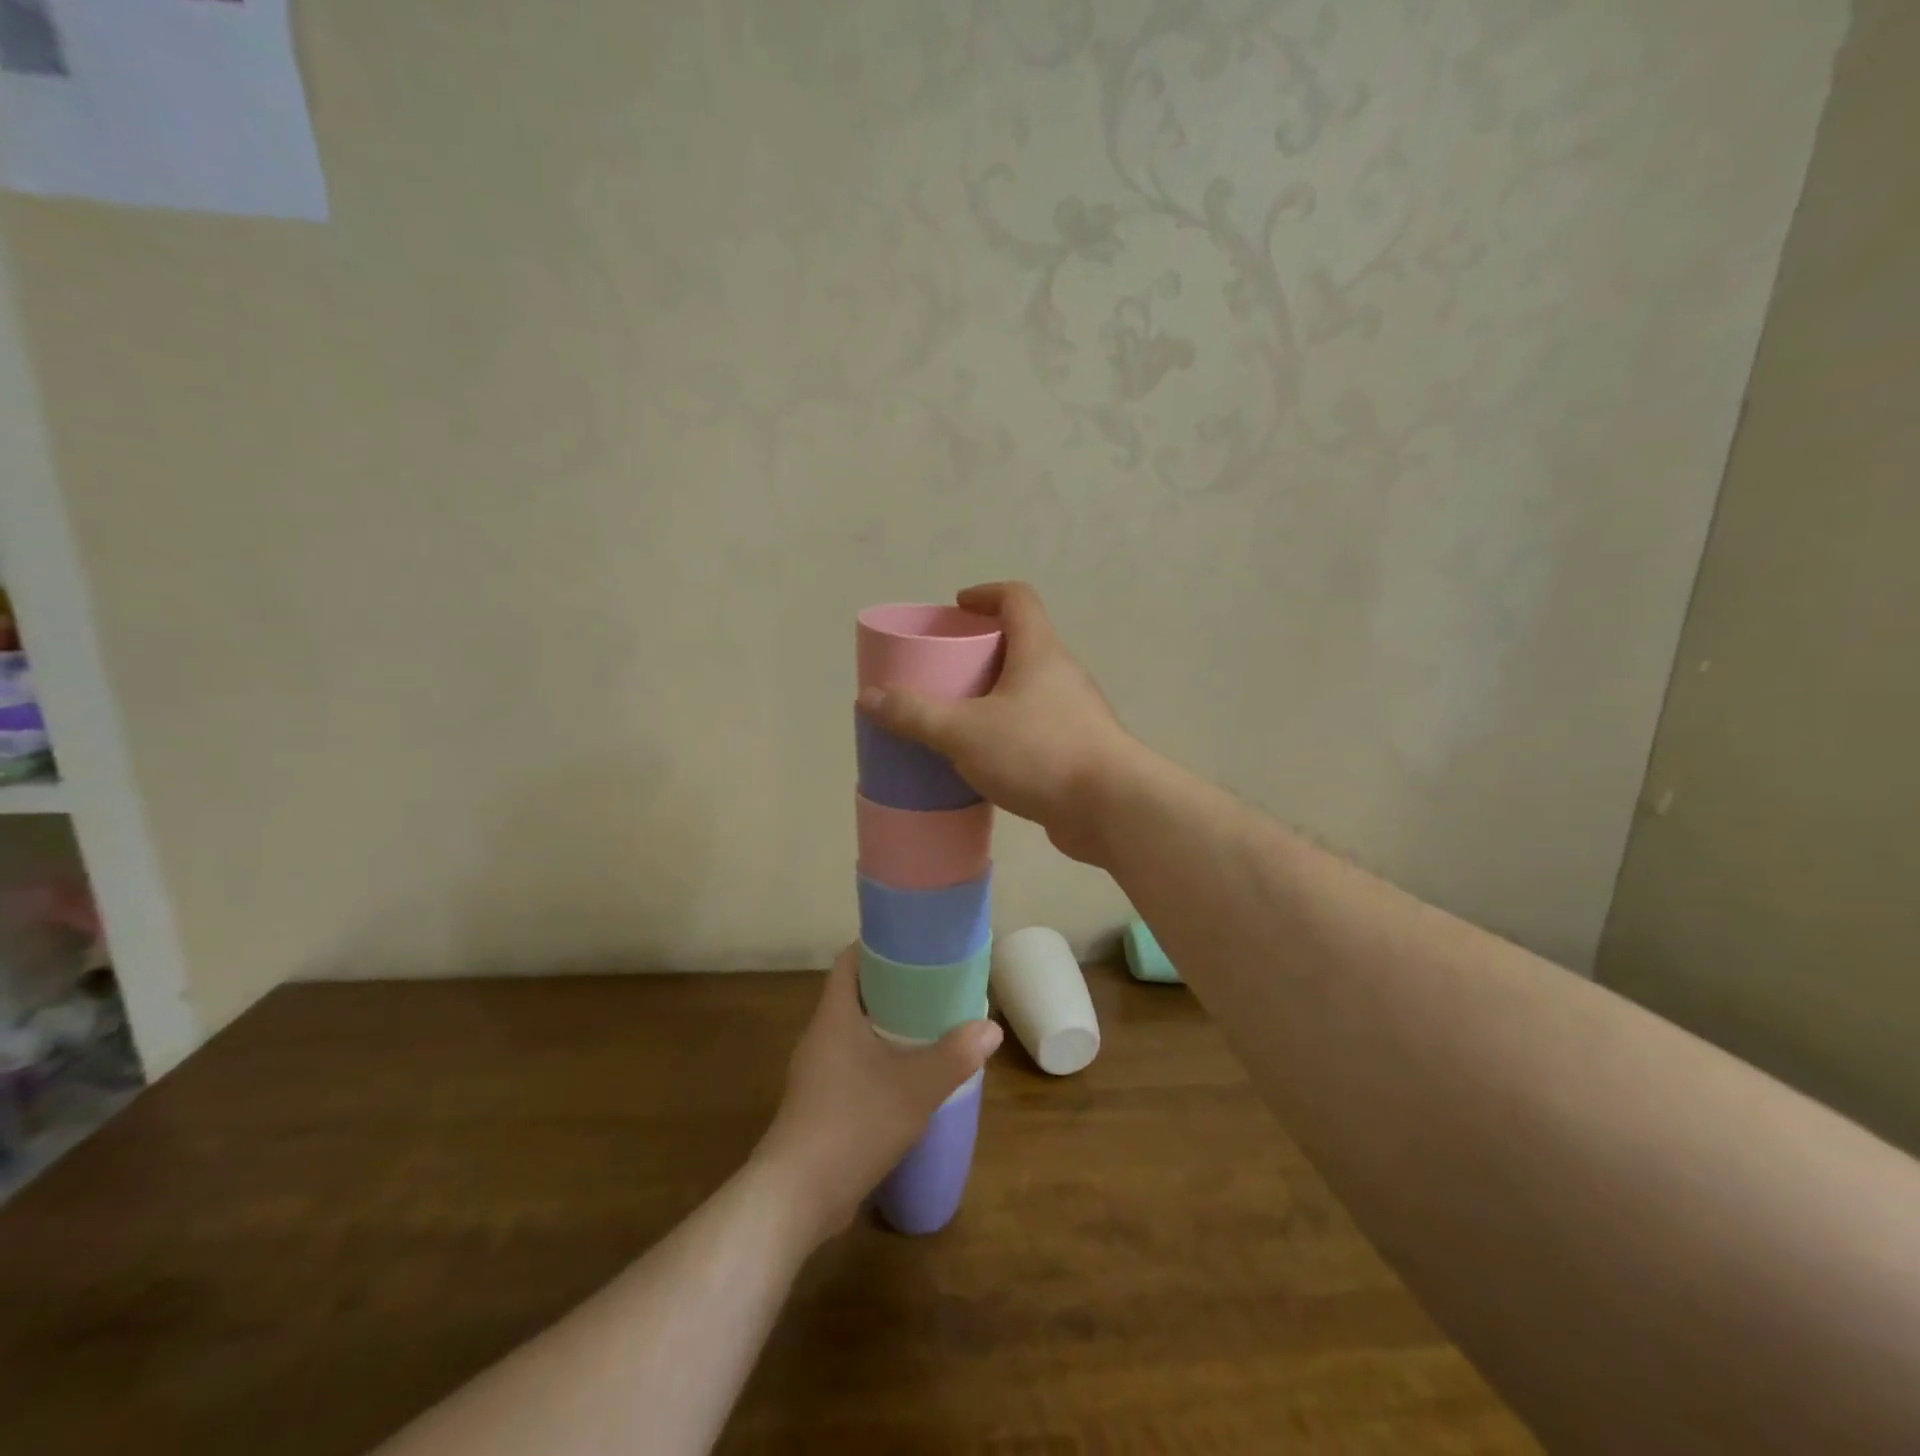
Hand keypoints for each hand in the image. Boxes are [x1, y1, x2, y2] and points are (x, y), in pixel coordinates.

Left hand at [757, 945, 1000, 1244]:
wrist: (797, 1196)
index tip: (916, 946)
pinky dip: (880, 1060)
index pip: (850, 961)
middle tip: (935, 987)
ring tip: (930, 1028)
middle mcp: (821, 1035)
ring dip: (889, 1027)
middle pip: (856, 994)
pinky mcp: (820, 1102)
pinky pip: (853, 1063)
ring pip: (856, 1032)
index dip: (880, 946)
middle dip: (894, 988)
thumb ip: (955, 1055)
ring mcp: (817, 1071)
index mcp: (835, 1015)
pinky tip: (908, 1077)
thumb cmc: (855, 1123)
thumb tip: (991, 1028)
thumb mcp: (916, 1087)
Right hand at [856, 581, 1140, 863]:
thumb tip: (869, 697)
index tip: (957, 607)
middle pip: (1022, 644)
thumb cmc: (1039, 753)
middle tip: (946, 670)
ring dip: (995, 696)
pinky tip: (985, 760)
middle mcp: (1062, 675)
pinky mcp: (1078, 751)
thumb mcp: (965, 732)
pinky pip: (1035, 728)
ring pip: (1029, 691)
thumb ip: (916, 714)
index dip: (986, 594)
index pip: (1017, 598)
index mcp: (1040, 652)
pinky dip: (1008, 732)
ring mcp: (1075, 714)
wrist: (1111, 809)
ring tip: (958, 717)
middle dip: (983, 651)